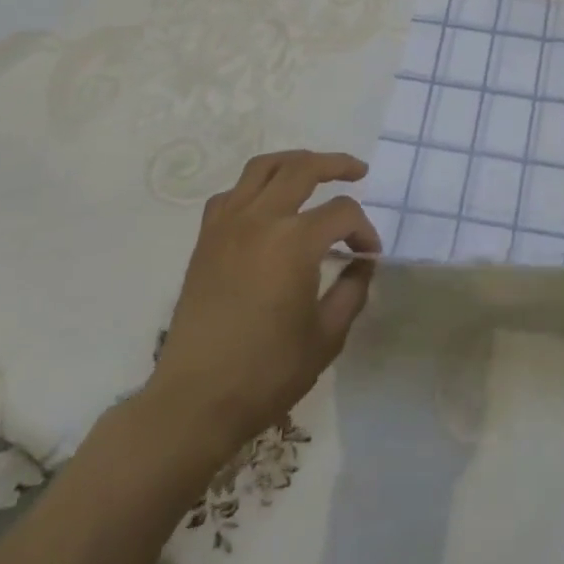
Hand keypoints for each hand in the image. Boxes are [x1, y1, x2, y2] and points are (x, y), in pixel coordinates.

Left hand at [137, 150, 379, 486]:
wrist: (194, 402)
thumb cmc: (267, 372)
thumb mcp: (327, 336)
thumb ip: (352, 290)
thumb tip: (362, 262)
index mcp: (295, 242)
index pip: (342, 213)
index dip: (363, 230)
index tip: (369, 256)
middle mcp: (261, 220)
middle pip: (304, 168)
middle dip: (337, 165)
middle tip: (358, 172)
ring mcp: (228, 225)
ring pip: (264, 167)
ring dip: (295, 162)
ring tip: (314, 170)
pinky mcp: (206, 239)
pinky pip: (232, 193)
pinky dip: (255, 186)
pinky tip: (267, 202)